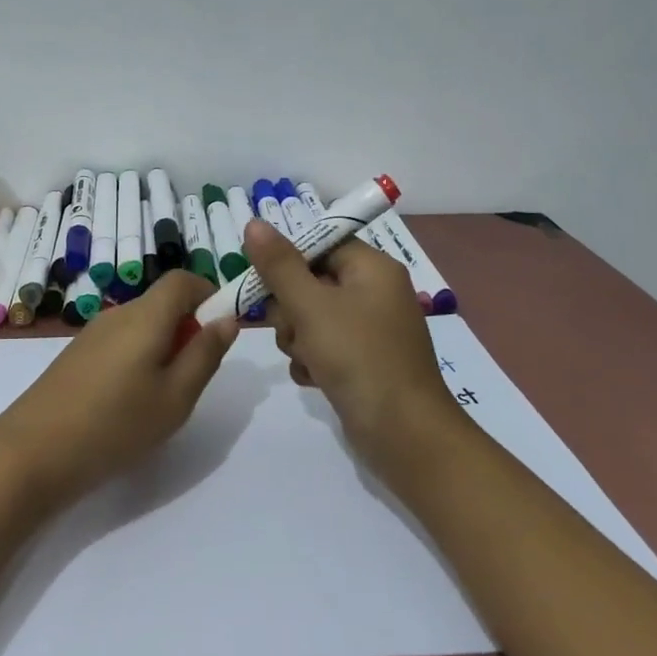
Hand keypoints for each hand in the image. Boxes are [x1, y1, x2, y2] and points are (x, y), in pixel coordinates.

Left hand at [0, 271, 238, 508]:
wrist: (32, 453)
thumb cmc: (116, 425)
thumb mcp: (176, 397)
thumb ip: (205, 354)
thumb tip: (227, 318)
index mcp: (145, 316)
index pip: (182, 279)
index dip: (209, 293)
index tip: (222, 330)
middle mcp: (117, 314)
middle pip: (162, 302)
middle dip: (188, 327)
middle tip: (194, 376)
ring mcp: (91, 334)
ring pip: (141, 325)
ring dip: (163, 346)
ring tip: (162, 396)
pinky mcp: (75, 356)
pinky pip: (120, 342)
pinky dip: (138, 358)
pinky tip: (129, 402)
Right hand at [242, 218, 460, 483]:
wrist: (403, 432)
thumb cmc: (358, 357)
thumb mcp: (311, 306)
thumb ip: (279, 265)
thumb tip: (254, 222)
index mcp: (372, 268)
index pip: (319, 244)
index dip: (286, 260)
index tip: (258, 281)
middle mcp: (374, 293)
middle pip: (311, 282)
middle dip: (290, 309)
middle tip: (291, 329)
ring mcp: (370, 330)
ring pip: (311, 318)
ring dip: (297, 338)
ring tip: (307, 360)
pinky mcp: (363, 361)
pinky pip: (324, 347)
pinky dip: (312, 361)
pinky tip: (314, 380)